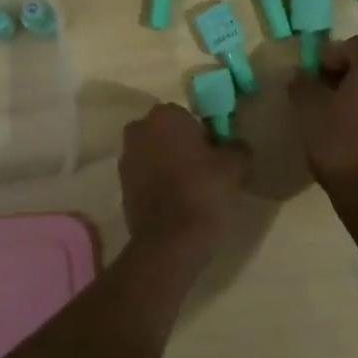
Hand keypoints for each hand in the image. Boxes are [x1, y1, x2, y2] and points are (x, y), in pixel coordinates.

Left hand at [119, 103, 246, 259]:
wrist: (170, 241)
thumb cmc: (203, 192)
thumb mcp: (234, 166)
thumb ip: (237, 147)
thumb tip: (236, 145)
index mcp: (165, 115)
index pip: (187, 116)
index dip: (203, 134)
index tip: (215, 154)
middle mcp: (139, 129)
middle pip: (167, 133)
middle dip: (181, 145)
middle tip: (204, 169)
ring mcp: (126, 157)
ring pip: (154, 153)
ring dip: (168, 164)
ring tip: (191, 188)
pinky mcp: (121, 185)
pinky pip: (145, 175)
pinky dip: (158, 183)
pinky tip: (176, 202)